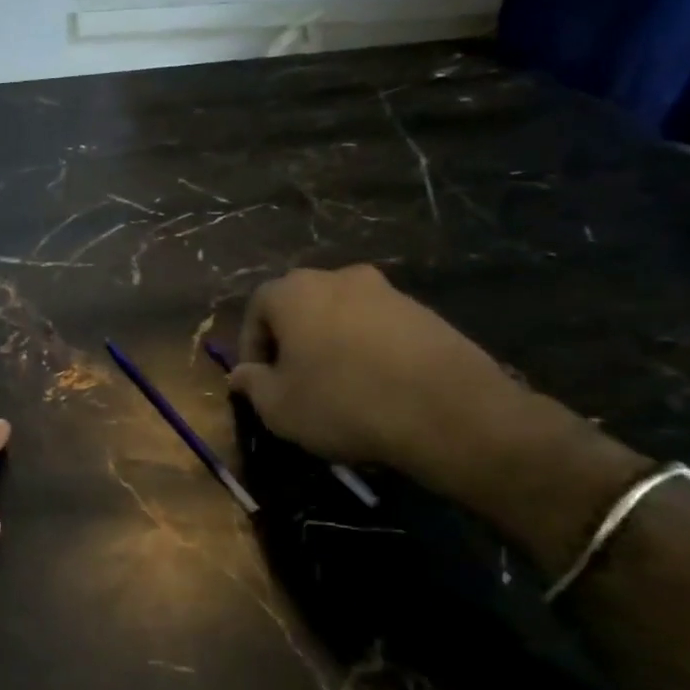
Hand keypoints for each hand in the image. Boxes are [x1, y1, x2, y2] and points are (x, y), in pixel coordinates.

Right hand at [228, 265, 523, 472]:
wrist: (448, 411)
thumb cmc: (342, 402)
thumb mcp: (278, 406)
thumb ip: (252, 384)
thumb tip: (241, 374)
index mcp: (294, 292)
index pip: (256, 309)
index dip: (251, 347)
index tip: (257, 380)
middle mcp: (338, 277)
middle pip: (300, 306)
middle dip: (291, 340)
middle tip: (293, 379)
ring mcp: (387, 291)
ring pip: (341, 315)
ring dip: (331, 343)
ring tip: (337, 385)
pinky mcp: (425, 312)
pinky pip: (379, 328)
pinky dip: (368, 350)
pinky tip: (376, 385)